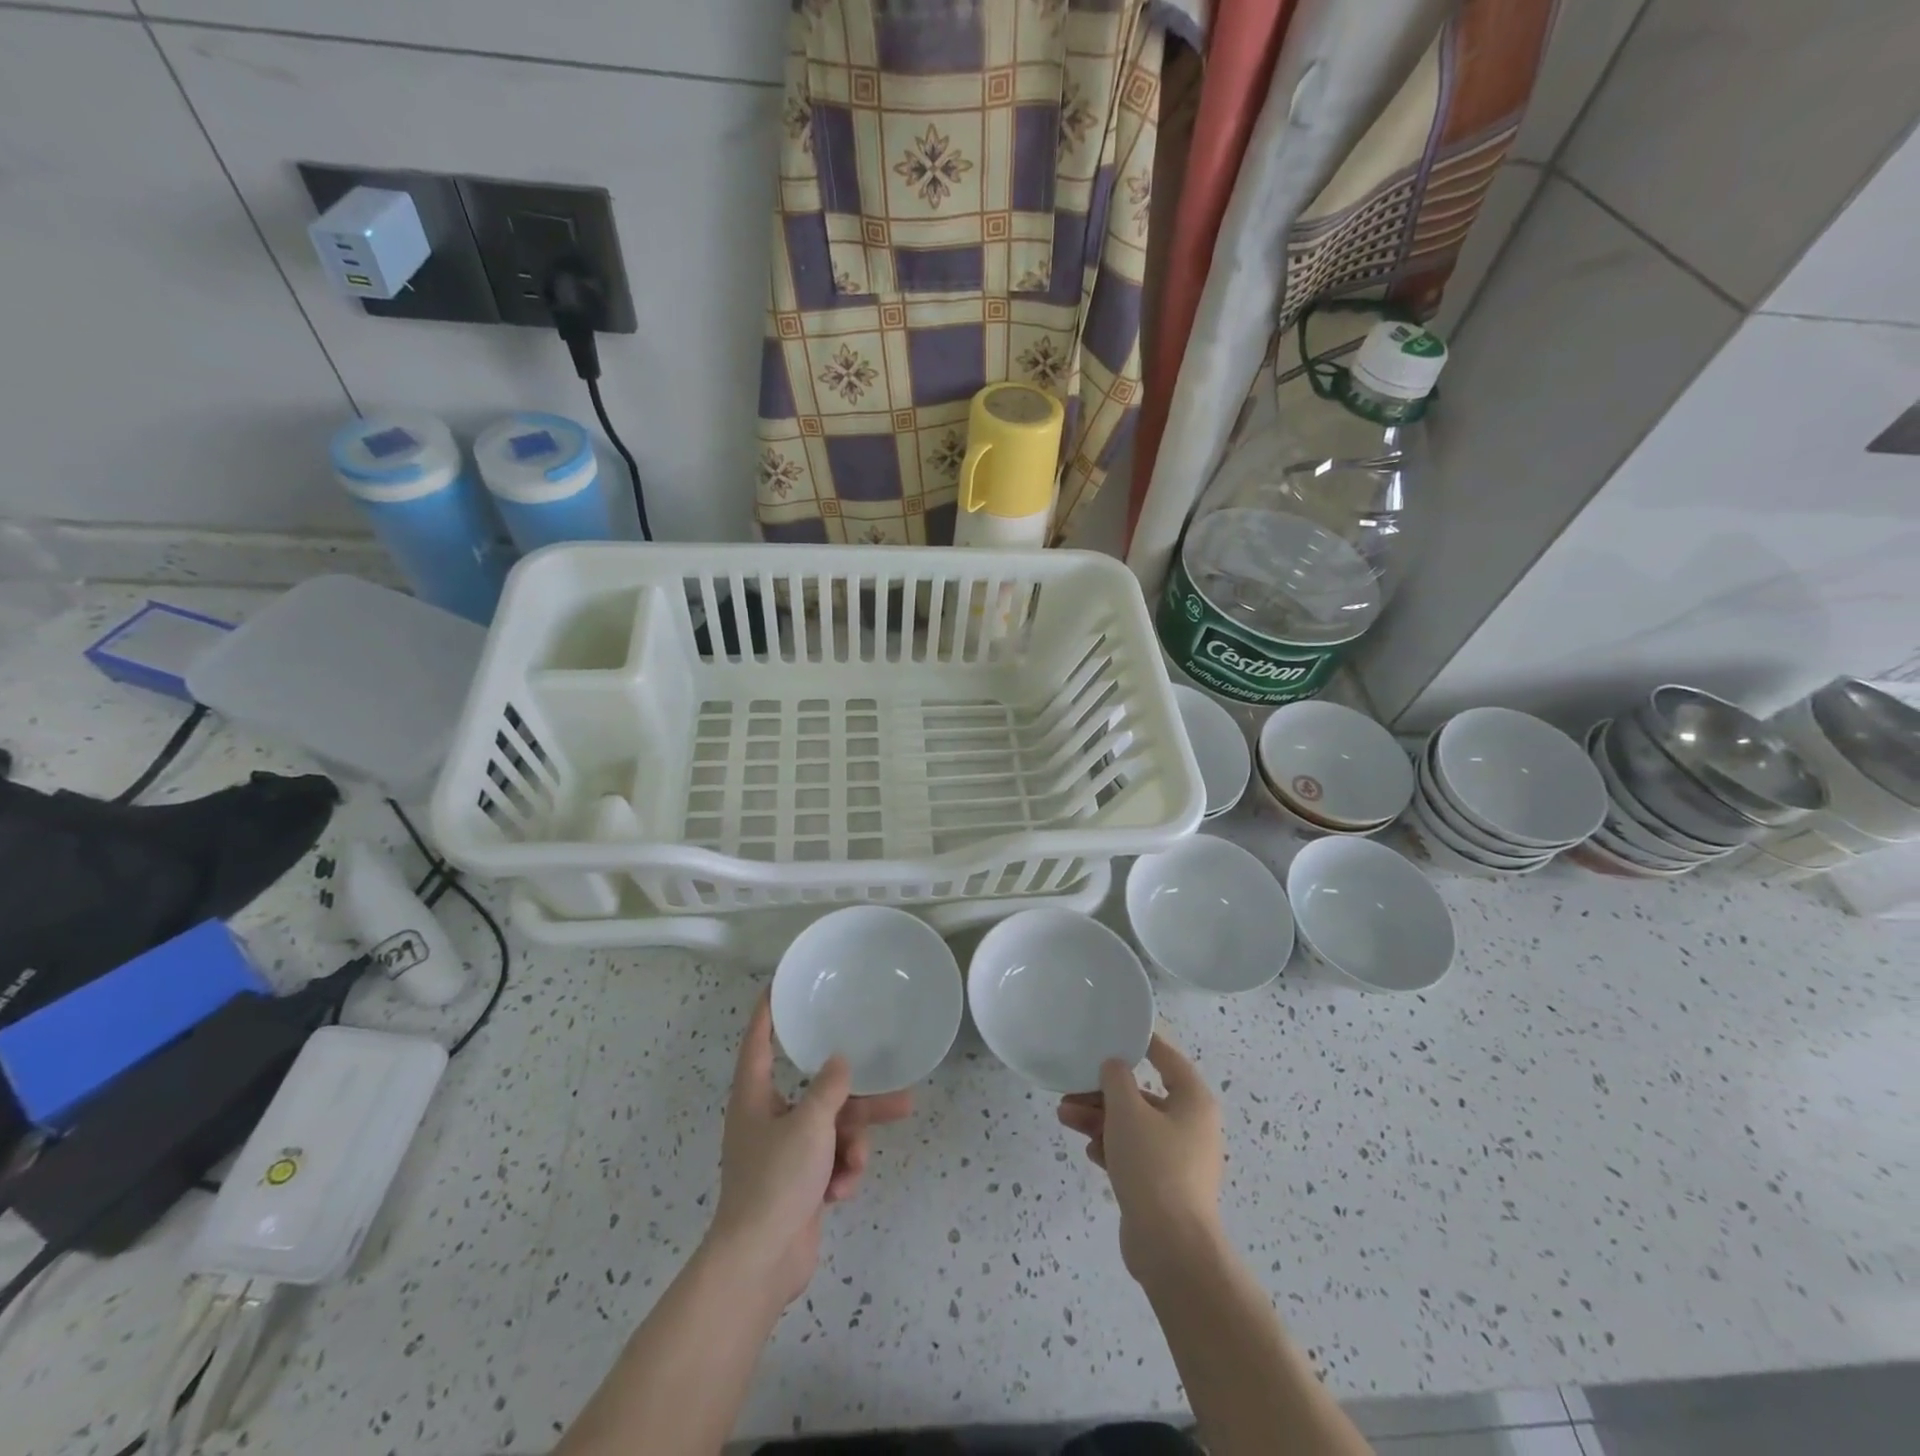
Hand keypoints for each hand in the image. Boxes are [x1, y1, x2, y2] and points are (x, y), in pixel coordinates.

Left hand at [706, 994, 912, 1305]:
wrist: (761, 1263)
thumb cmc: (776, 1180)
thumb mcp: (809, 1125)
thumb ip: (829, 1088)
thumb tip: (840, 1060)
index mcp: (755, 1097)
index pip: (759, 1042)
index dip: (768, 1013)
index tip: (779, 986)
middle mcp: (768, 1119)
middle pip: (817, 1091)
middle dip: (855, 1096)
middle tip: (895, 1085)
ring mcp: (785, 1154)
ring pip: (832, 1128)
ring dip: (853, 1140)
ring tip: (868, 1153)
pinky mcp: (801, 1184)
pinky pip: (831, 1160)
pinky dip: (841, 1171)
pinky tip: (842, 1188)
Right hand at [1057, 1033, 1224, 1283]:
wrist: (1171, 1248)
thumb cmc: (1154, 1166)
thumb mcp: (1127, 1111)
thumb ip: (1116, 1079)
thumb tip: (1114, 1066)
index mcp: (1193, 1100)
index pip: (1167, 1057)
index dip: (1141, 1042)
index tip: (1113, 1032)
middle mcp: (1191, 1125)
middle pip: (1143, 1095)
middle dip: (1104, 1092)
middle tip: (1071, 1089)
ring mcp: (1179, 1158)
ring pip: (1134, 1126)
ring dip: (1100, 1119)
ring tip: (1064, 1117)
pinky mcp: (1165, 1187)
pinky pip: (1135, 1154)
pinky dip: (1112, 1148)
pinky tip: (1089, 1151)